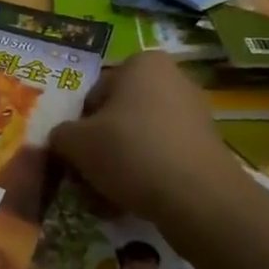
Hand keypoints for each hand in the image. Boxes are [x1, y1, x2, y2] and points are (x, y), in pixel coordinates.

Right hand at [47, 52, 242, 225]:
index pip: (95, 92)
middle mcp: (172, 79)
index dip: (79, 125)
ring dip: (120, 165)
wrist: (197, 198)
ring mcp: (194, 115)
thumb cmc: (131, 151)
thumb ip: (61, 134)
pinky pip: (163, 158)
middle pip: (119, 116)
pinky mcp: (206, 149)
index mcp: (142, 63)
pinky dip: (146, 177)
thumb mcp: (77, 142)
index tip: (75, 153)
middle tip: (86, 177)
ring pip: (140, 140)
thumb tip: (62, 140)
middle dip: (101, 147)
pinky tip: (130, 204)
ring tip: (105, 198)